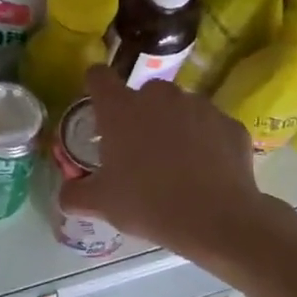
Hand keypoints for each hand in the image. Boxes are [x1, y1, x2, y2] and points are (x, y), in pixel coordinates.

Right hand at [59, 66, 279, 259]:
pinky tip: (204, 172)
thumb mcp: (101, 204)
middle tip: (137, 150)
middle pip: (143, 93)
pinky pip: (209, 128)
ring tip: (175, 164)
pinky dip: (205, 142)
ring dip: (173, 126)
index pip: (99, 77)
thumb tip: (66, 192)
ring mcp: (200, 106)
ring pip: (179, 108)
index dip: (95, 87)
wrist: (215, 219)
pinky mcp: (230, 123)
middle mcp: (160, 97)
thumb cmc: (147, 204)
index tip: (98, 109)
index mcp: (121, 109)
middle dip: (139, 114)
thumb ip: (74, 194)